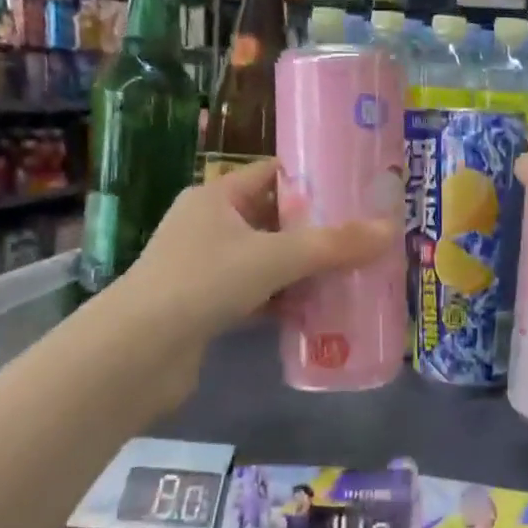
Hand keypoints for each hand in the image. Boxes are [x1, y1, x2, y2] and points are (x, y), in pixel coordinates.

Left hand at [106, 161, 395, 403]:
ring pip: (269, 260)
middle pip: (276, 219)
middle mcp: (210, 226)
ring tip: (354, 271)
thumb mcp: (275, 258)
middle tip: (366, 234)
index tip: (357, 187)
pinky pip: (259, 295)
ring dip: (305, 269)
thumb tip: (390, 230)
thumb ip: (333, 246)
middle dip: (319, 230)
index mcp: (218, 197)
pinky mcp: (208, 306)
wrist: (137, 354)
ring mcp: (206, 268)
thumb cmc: (203, 282)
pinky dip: (286, 301)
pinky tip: (321, 311)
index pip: (274, 174)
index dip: (314, 178)